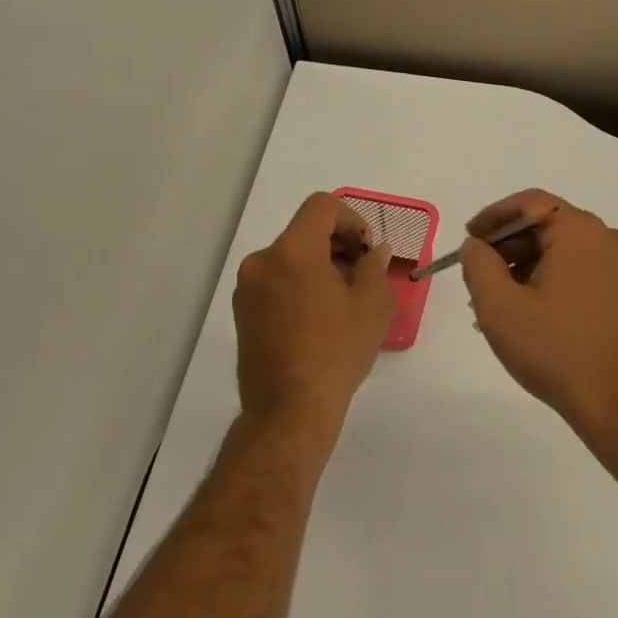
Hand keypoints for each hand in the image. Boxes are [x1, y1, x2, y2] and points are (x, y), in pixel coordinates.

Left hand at [234, 193, 393, 441]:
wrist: (289, 411)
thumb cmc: (336, 353)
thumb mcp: (372, 305)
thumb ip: (375, 266)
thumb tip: (374, 251)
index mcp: (293, 252)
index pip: (322, 206)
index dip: (352, 218)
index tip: (366, 249)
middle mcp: (263, 262)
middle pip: (305, 230)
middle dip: (338, 242)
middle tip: (363, 272)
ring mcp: (247, 288)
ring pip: (290, 255)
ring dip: (320, 263)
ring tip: (344, 297)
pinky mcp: (243, 312)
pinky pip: (277, 279)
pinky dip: (300, 283)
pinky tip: (320, 315)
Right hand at [460, 190, 617, 446]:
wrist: (615, 400)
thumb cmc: (554, 349)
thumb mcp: (499, 305)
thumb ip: (478, 264)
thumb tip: (476, 245)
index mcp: (580, 230)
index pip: (530, 203)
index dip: (493, 217)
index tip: (469, 239)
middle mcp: (606, 237)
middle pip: (546, 225)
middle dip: (507, 246)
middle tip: (477, 275)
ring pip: (561, 249)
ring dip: (524, 266)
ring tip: (496, 301)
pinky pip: (578, 269)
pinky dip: (548, 279)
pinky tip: (525, 310)